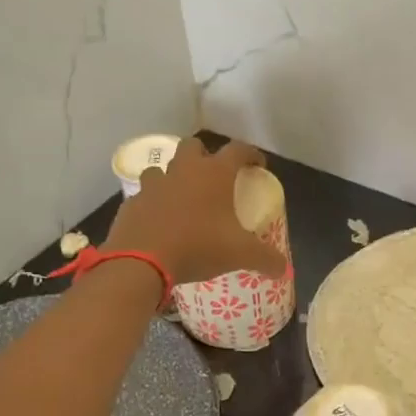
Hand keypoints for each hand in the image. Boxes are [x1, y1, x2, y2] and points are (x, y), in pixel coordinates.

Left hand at [104, 137, 287, 285]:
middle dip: (205, 155)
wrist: (141, 261)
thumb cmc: (198, 247)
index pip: (238, 150)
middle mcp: (184, 170)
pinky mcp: (132, 202)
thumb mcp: (240, 254)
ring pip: (164, 168)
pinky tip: (161, 220)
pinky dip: (155, 202)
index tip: (258, 166)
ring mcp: (154, 184)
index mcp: (214, 174)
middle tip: (215, 176)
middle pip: (194, 146)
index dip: (251, 154)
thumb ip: (266, 259)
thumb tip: (283, 269)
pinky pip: (146, 195)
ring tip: (184, 198)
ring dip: (175, 177)